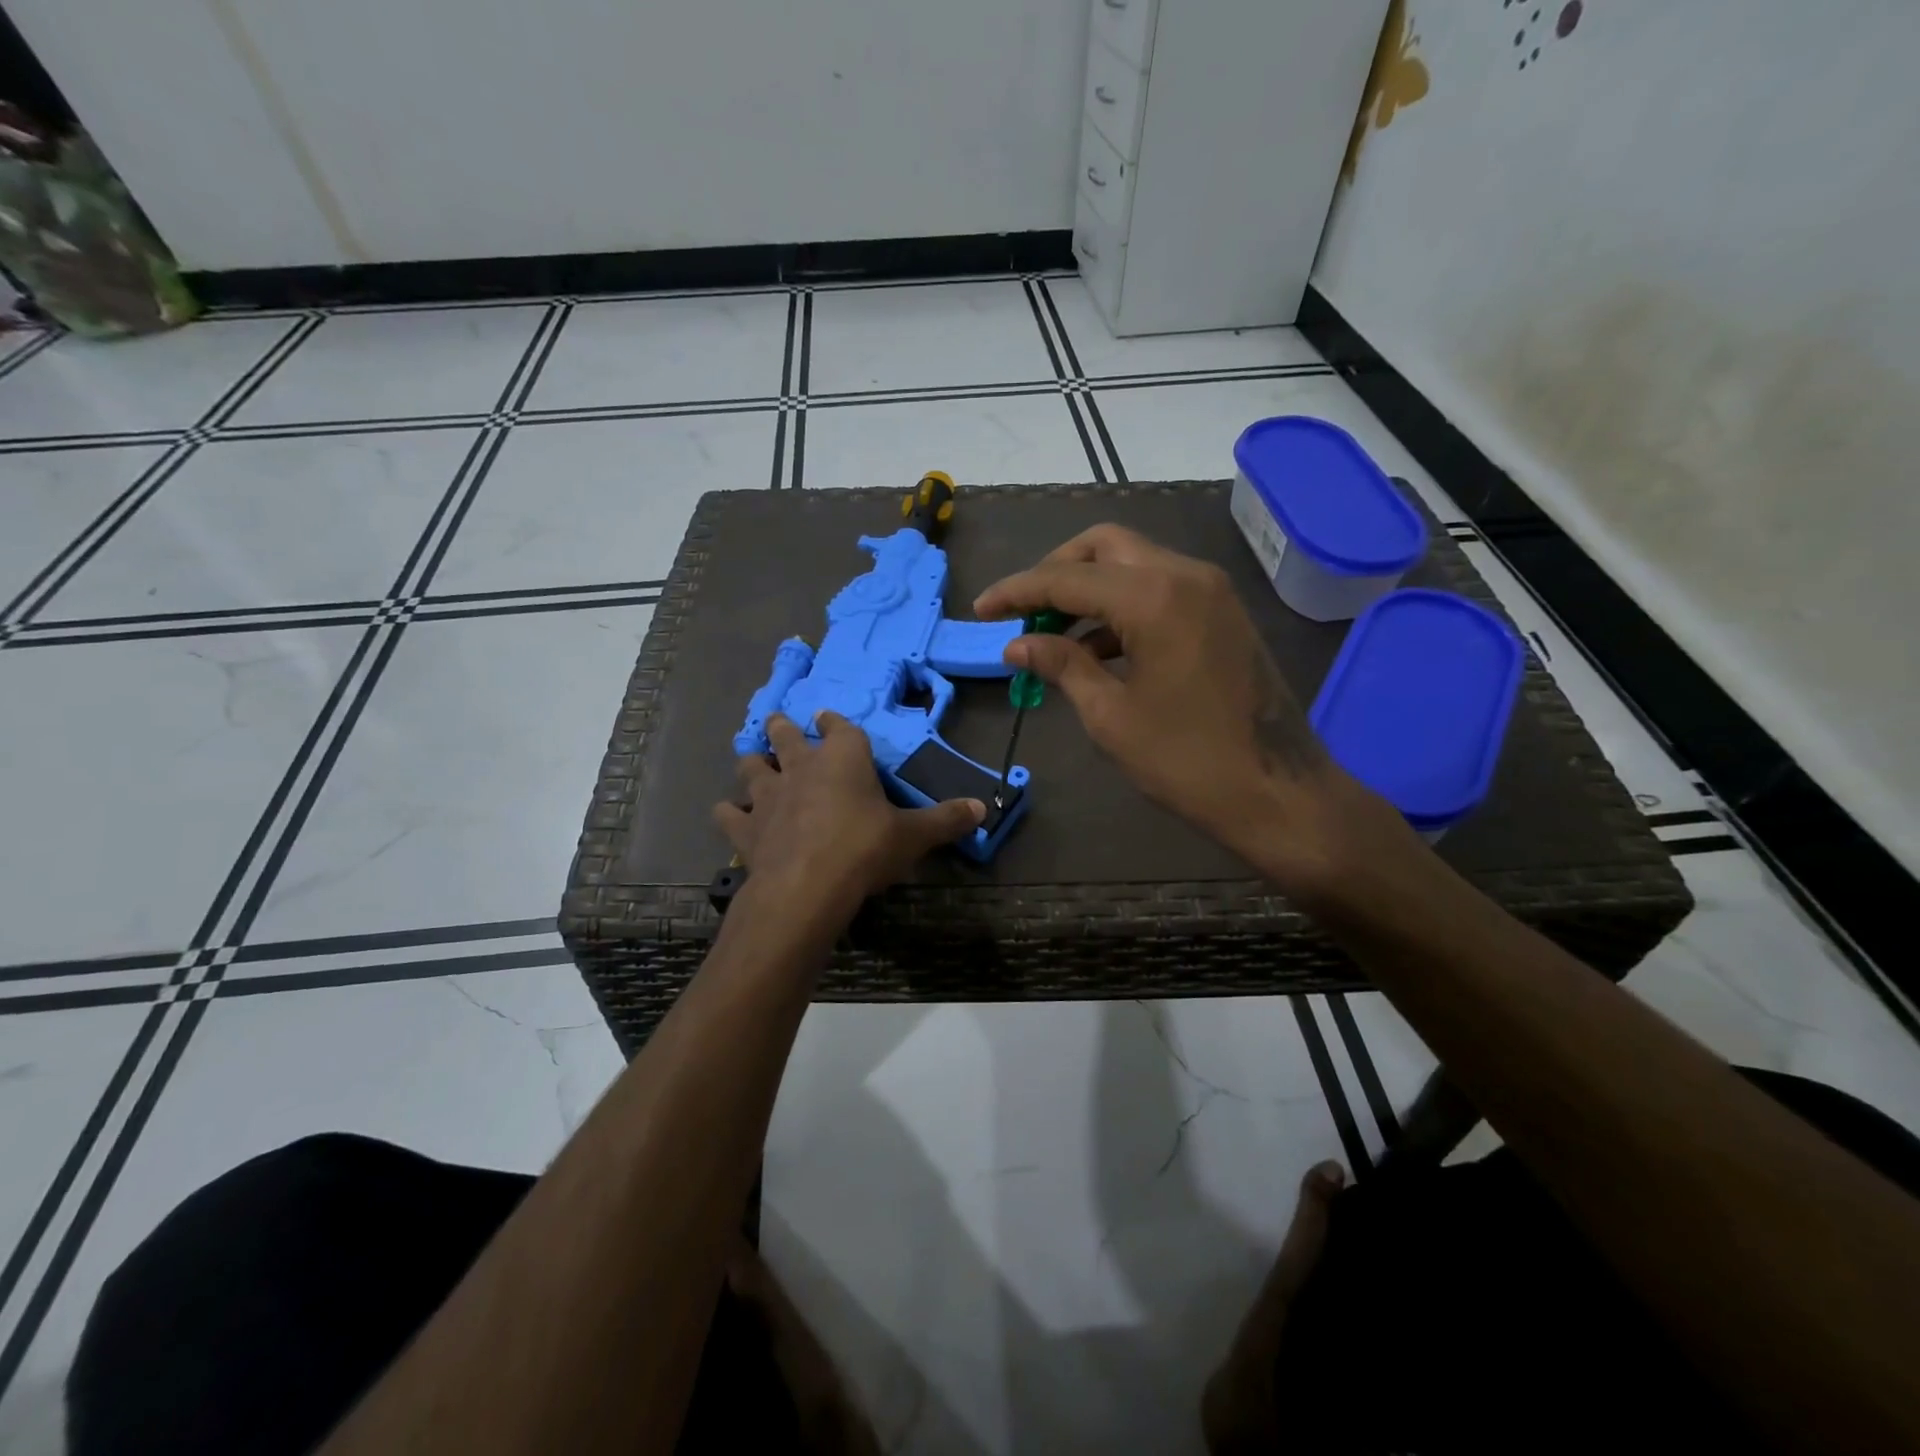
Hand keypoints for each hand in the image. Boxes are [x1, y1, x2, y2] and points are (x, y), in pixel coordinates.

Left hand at [714, 712, 983, 919]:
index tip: (827, 716)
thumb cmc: (864, 849)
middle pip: (786, 736)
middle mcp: (801, 768)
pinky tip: (728, 812)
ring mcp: (768, 796)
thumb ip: (945, 820)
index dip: (834, 722)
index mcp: (843, 759)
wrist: (807, 887)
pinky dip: (729, 812)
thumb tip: (982, 808)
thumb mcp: (913, 836)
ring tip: (751, 756)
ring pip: (752, 767)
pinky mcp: (746, 829)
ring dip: (752, 760)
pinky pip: (729, 814)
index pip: (839, 727)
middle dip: (782, 727)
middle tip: (776, 721)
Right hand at [974, 524, 1400, 890]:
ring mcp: (1210, 590)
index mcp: (1153, 597)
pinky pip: (1160, 588)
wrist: (1278, 792)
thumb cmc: (1186, 761)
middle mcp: (1184, 574)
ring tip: (1052, 636)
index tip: (981, 610)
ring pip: (1133, 563)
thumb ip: (1062, 665)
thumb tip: (1016, 644)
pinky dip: (1122, 605)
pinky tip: (1097, 648)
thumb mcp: (1110, 715)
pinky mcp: (1222, 611)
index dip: (1016, 591)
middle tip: (1023, 613)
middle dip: (1055, 572)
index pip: (1066, 578)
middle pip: (1103, 547)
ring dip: (1089, 589)